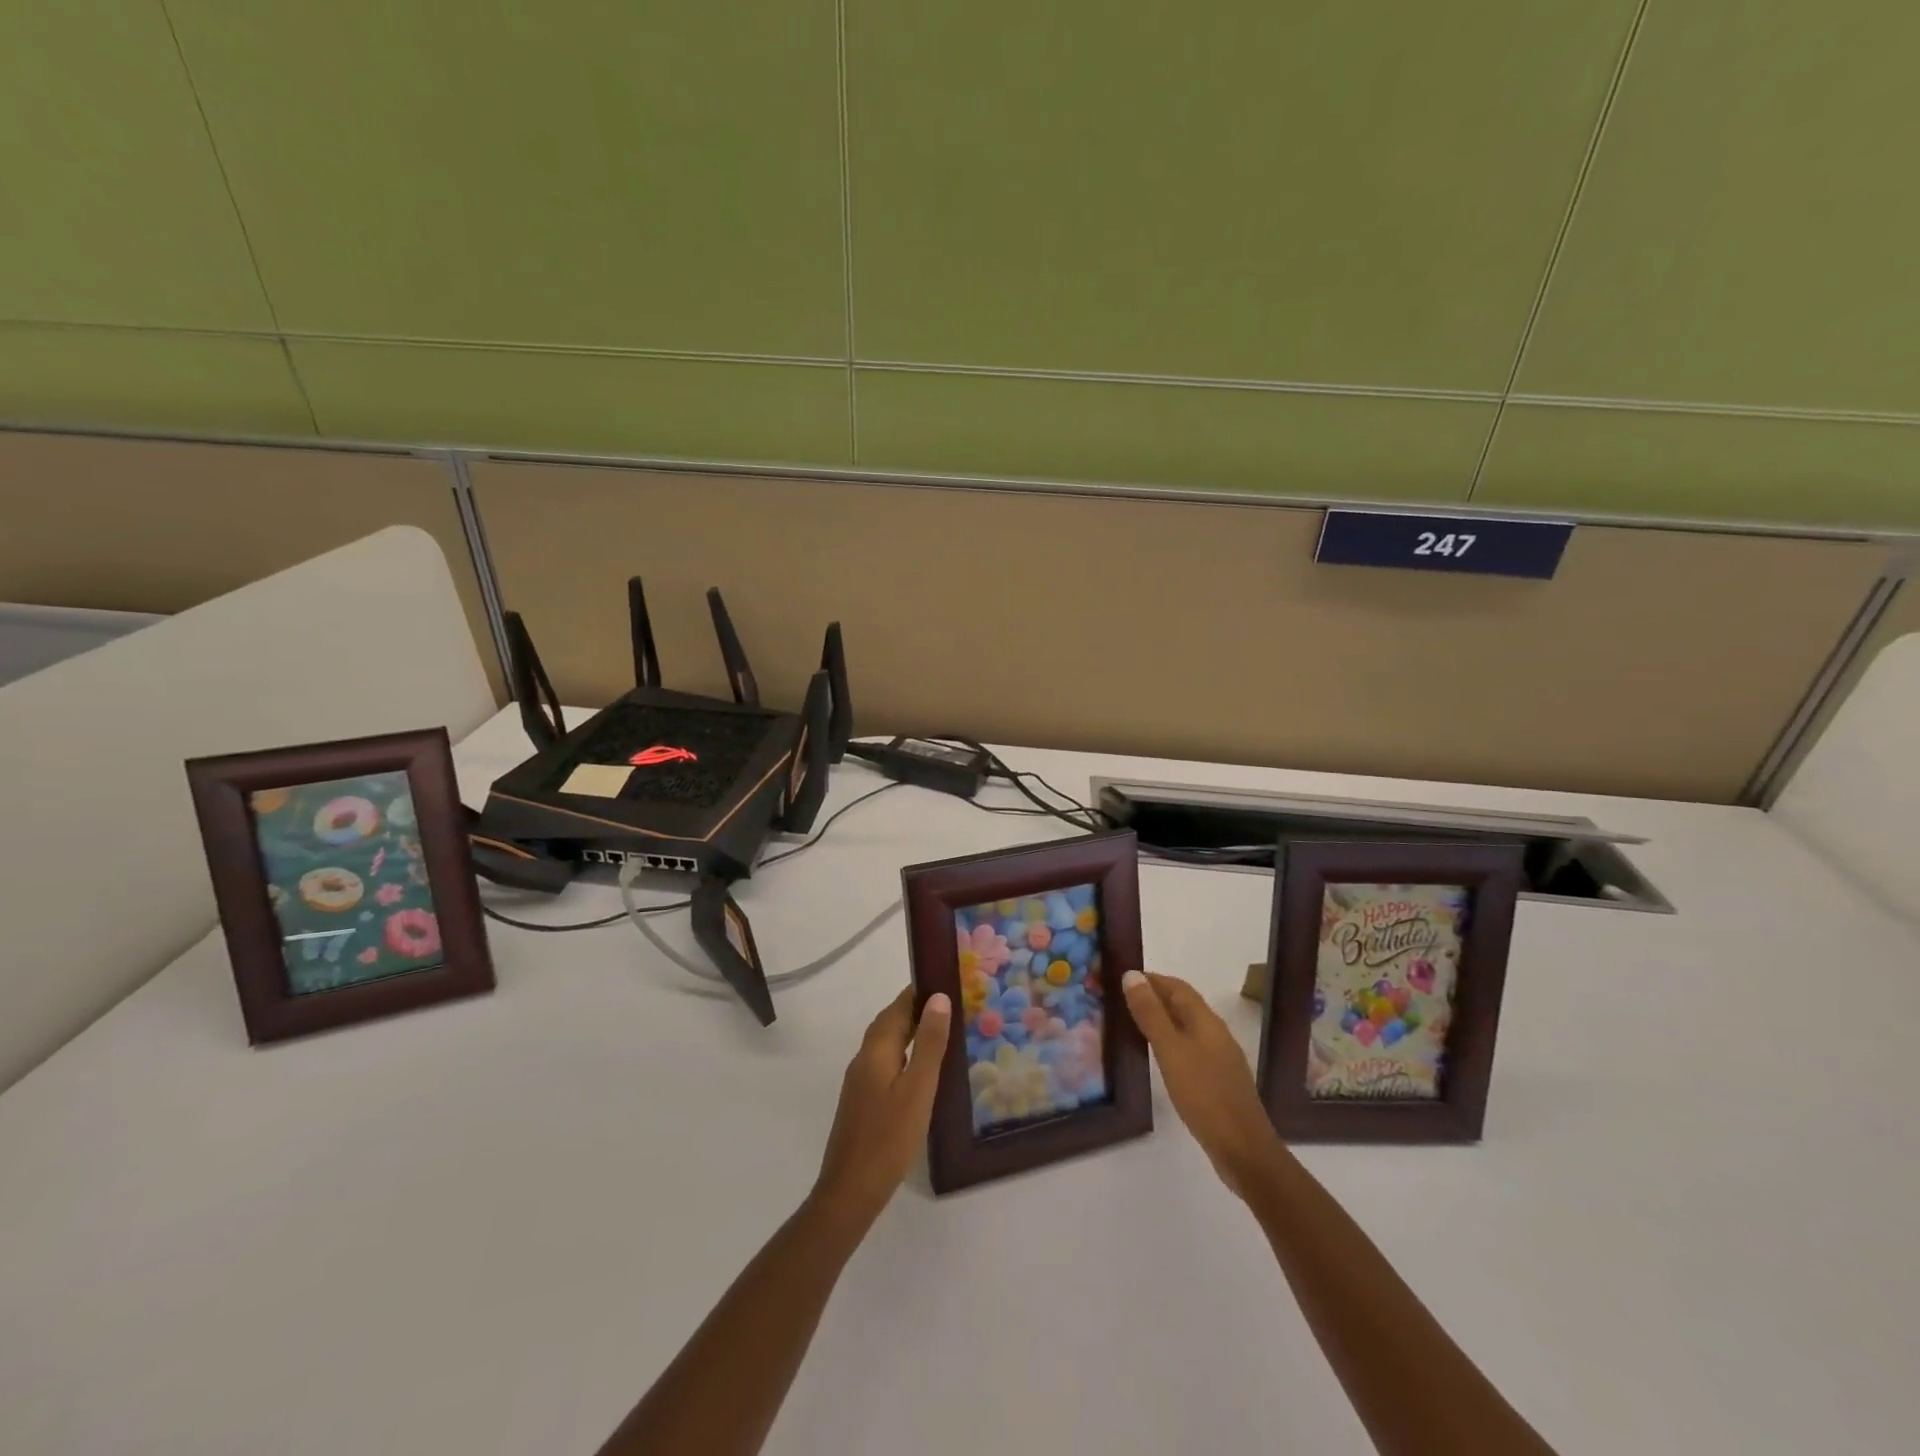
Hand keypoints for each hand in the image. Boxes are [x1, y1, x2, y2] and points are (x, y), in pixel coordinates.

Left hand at [811, 987, 951, 1228]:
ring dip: (909, 1031)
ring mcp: (859, 1082)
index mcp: (876, 1050)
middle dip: (915, 1009)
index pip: (897, 1007)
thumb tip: (938, 997)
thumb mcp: (918, 1089)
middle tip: (950, 1004)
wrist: (850, 1191)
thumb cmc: (889, 1138)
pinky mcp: (862, 1101)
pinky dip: (903, 1054)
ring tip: (941, 1031)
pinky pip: (885, 1063)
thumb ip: (929, 1043)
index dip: (918, 991)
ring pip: (886, 1043)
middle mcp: (863, 1059)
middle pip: (889, 1022)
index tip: (945, 980)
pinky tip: (920, 1070)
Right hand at [1122, 969, 1280, 1197]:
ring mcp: (1219, 1058)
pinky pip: (1189, 1048)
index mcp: (1206, 1021)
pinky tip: (1158, 1057)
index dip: (1151, 979)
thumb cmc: (1204, 1094)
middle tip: (1121, 1000)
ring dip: (1161, 1019)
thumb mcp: (1170, 1050)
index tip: (1122, 978)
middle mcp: (1215, 1033)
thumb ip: (1150, 1014)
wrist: (1243, 1149)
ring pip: (1186, 1027)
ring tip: (1132, 1024)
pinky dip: (1170, 1042)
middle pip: (1183, 1004)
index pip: (1176, 986)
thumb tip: (1132, 975)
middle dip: (1154, 996)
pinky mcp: (1218, 1080)